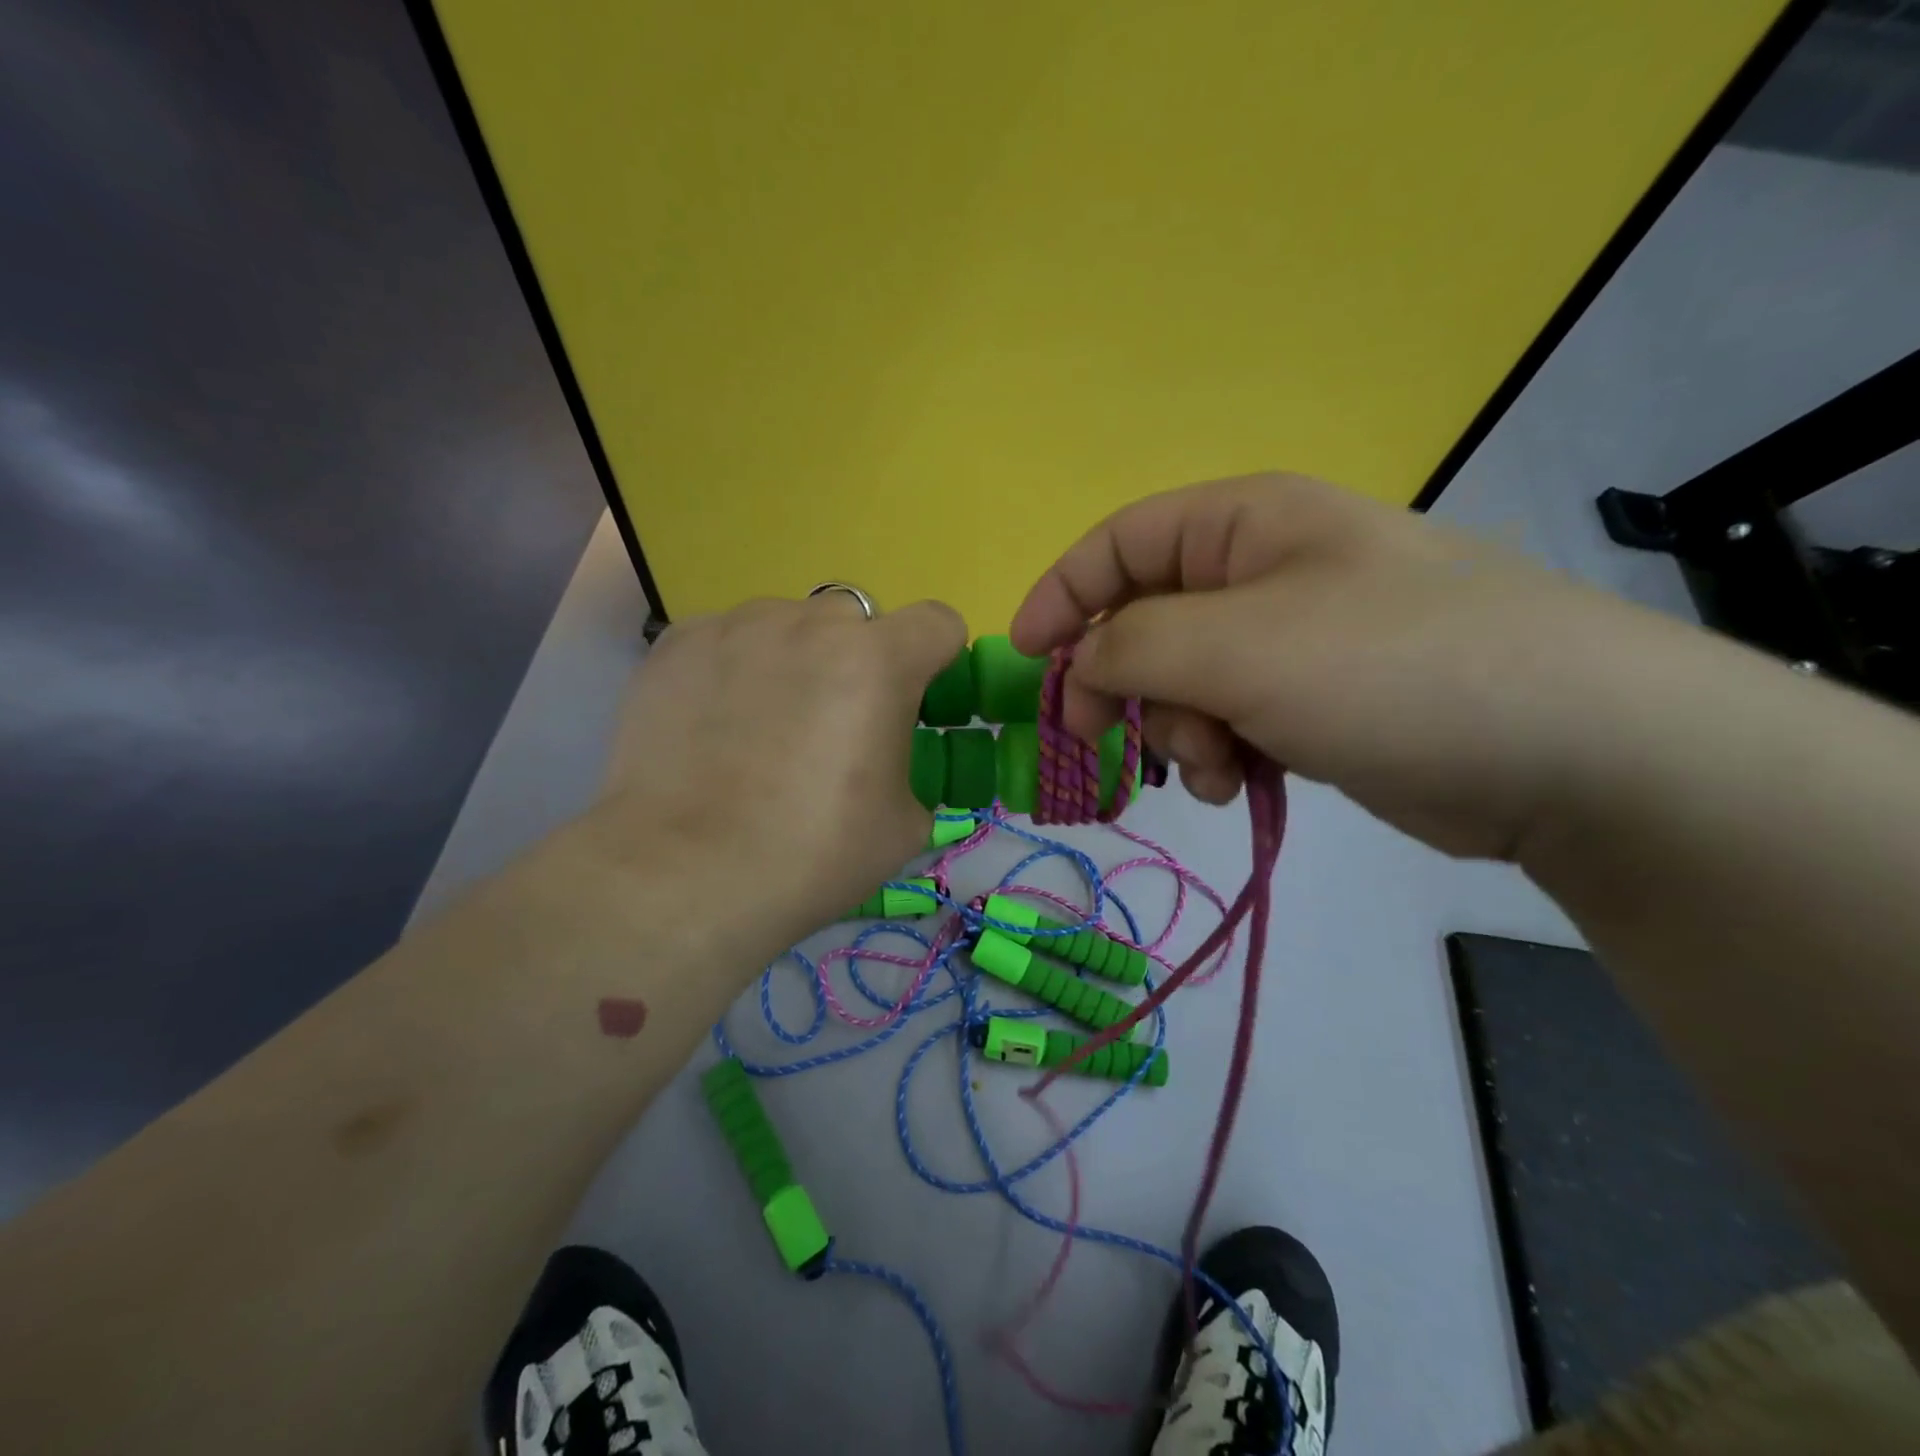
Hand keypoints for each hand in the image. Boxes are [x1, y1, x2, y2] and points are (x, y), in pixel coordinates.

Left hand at [585, 593, 964, 964]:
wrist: (682, 874)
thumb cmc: (810, 854)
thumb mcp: (902, 825)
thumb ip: (910, 768)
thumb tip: (884, 761)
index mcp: (878, 661)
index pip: (938, 622)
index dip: (938, 660)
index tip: (916, 702)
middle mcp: (810, 623)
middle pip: (858, 620)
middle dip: (860, 660)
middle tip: (835, 724)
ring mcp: (737, 625)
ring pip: (790, 624)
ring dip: (796, 659)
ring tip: (764, 726)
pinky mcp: (679, 643)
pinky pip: (730, 639)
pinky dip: (737, 668)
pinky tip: (714, 724)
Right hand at [1012, 472, 1691, 860]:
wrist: (1569, 752)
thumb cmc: (1391, 668)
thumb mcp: (1240, 645)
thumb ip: (1136, 644)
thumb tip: (1084, 663)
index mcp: (1246, 524)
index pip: (1120, 544)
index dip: (1062, 596)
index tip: (1024, 659)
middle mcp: (1265, 572)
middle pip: (1147, 620)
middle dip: (1123, 682)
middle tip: (1102, 736)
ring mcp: (1294, 640)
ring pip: (1185, 682)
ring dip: (1178, 729)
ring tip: (1213, 765)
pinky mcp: (1316, 702)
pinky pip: (1230, 720)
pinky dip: (1218, 753)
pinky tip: (1238, 782)